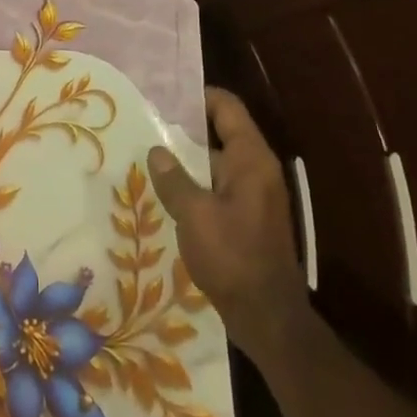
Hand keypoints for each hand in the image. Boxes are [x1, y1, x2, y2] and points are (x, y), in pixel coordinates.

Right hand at [148, 87, 304, 361]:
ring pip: (218, 161)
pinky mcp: (249, 218)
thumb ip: (173, 178)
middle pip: (222, 131)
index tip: (164, 96)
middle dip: (186, 126)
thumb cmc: (233, 258)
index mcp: (251, 159)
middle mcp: (257, 169)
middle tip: (147, 123)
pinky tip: (168, 191)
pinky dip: (196, 181)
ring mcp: (255, 195)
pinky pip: (219, 185)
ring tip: (150, 154)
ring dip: (188, 157)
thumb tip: (156, 150)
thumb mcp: (195, 214)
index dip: (197, 96)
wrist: (268, 320)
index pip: (227, 107)